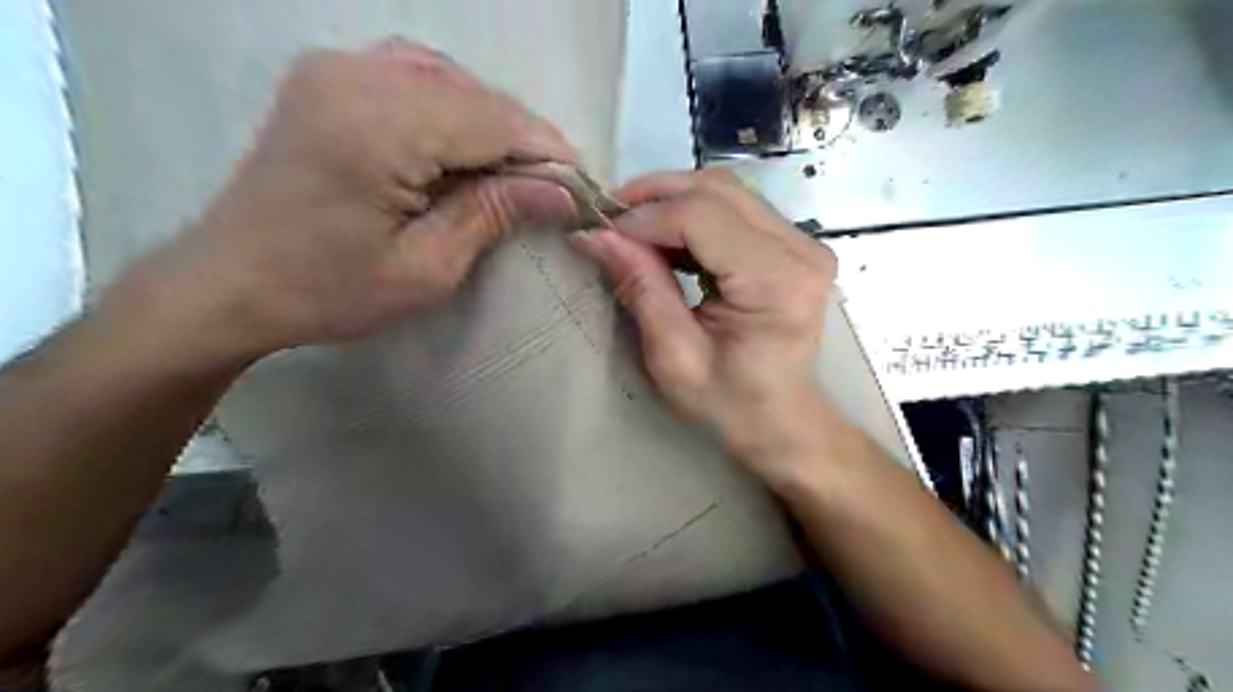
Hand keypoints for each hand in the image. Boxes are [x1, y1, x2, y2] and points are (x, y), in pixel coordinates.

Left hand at [101, 38, 579, 366]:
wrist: (231, 283)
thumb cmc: (330, 290)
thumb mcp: (427, 268)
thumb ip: (494, 214)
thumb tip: (563, 191)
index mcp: (377, 127)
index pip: (492, 120)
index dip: (546, 151)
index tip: (581, 187)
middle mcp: (355, 76)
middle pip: (474, 94)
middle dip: (523, 140)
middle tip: (553, 187)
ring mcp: (336, 68)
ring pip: (450, 79)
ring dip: (492, 123)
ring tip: (516, 171)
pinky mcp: (329, 78)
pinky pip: (415, 75)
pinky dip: (455, 107)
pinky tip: (467, 144)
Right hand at [573, 167, 842, 474]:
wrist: (781, 420)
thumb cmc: (729, 403)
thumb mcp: (674, 356)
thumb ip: (641, 288)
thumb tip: (596, 235)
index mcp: (776, 282)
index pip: (702, 216)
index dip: (644, 217)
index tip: (601, 232)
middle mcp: (801, 249)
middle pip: (717, 190)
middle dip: (654, 196)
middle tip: (611, 219)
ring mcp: (804, 243)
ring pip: (726, 192)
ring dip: (672, 201)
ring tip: (633, 229)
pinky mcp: (795, 245)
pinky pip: (736, 209)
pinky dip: (693, 214)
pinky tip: (666, 239)